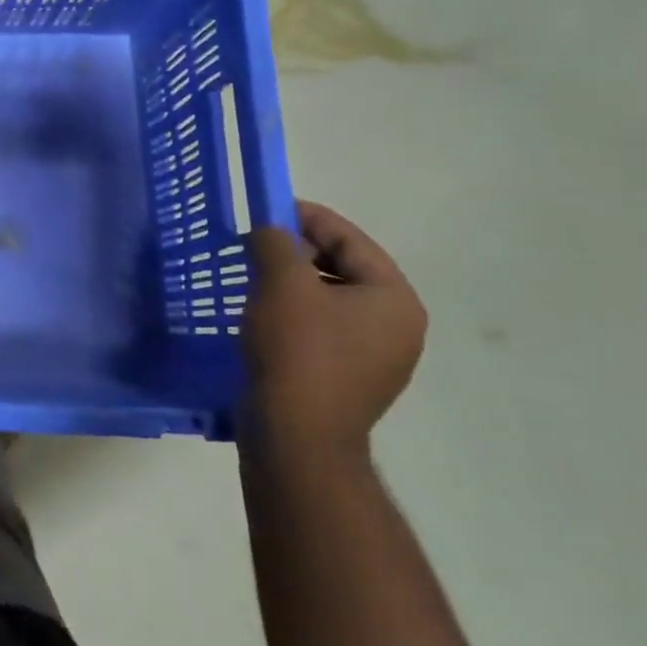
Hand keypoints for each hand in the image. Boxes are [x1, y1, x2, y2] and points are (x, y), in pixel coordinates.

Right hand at [240, 200, 426, 456]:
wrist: (295, 436)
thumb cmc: (297, 350)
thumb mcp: (282, 282)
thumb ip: (276, 241)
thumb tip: (270, 232)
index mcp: (394, 298)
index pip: (351, 239)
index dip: (306, 217)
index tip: (265, 209)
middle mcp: (395, 326)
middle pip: (343, 267)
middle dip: (297, 251)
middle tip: (254, 244)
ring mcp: (374, 357)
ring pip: (329, 299)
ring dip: (291, 282)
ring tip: (251, 277)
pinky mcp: (346, 379)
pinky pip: (321, 328)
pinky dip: (292, 312)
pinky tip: (261, 315)